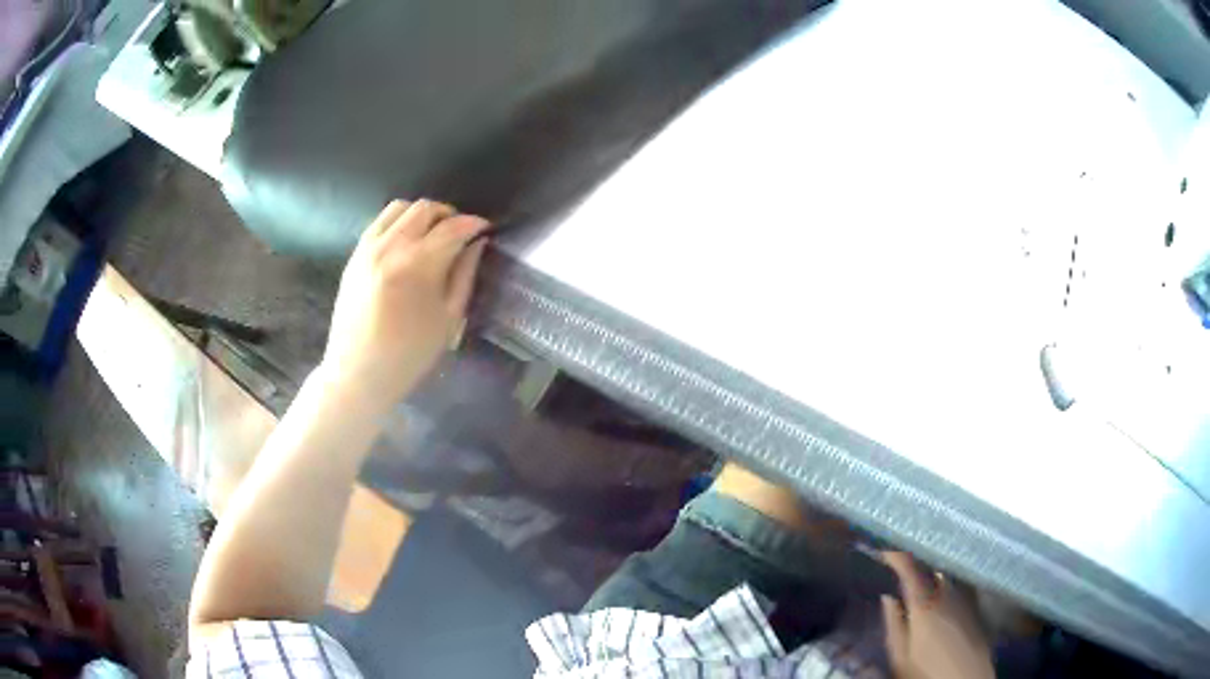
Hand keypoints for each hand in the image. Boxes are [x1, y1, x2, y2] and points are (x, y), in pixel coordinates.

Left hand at [321, 199, 490, 408]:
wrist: (357, 373)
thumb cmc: (409, 355)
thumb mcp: (448, 319)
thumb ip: (464, 275)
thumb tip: (477, 243)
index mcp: (418, 265)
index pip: (454, 228)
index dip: (474, 224)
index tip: (485, 229)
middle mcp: (391, 247)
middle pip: (426, 209)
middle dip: (449, 215)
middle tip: (460, 234)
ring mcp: (368, 248)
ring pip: (400, 207)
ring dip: (422, 215)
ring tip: (432, 234)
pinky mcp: (355, 255)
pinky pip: (380, 221)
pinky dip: (399, 222)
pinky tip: (407, 243)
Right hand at [881, 552, 994, 678]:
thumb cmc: (927, 671)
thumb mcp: (900, 655)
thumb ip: (894, 624)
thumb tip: (888, 597)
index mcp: (925, 603)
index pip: (911, 567)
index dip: (897, 555)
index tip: (884, 550)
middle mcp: (948, 593)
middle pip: (930, 568)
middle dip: (915, 563)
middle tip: (899, 566)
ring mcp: (965, 597)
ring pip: (945, 576)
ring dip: (930, 574)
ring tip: (918, 580)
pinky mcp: (975, 607)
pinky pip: (958, 587)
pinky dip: (945, 586)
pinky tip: (939, 597)